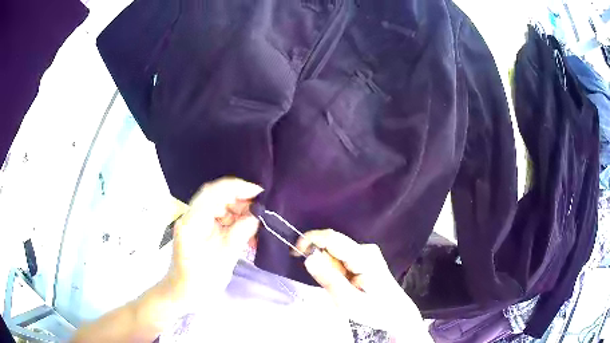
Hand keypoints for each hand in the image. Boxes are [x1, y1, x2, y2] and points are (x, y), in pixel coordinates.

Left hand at [164, 177, 262, 308]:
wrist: (182, 294)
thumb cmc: (200, 283)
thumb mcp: (224, 260)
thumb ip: (240, 234)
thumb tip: (257, 216)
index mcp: (192, 223)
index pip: (213, 193)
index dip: (237, 188)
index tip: (260, 193)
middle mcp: (191, 216)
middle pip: (216, 195)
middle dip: (241, 199)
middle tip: (262, 210)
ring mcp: (195, 221)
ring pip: (220, 204)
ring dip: (239, 210)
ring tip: (256, 222)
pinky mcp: (200, 228)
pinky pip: (219, 216)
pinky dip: (235, 220)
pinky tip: (247, 229)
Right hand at [296, 229, 427, 338]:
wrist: (397, 313)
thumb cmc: (374, 310)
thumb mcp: (347, 301)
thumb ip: (328, 279)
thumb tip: (308, 257)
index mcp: (364, 257)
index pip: (332, 238)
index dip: (310, 239)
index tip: (294, 252)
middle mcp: (366, 249)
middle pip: (333, 245)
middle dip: (321, 262)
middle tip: (327, 285)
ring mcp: (367, 252)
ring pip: (336, 253)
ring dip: (329, 268)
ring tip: (340, 288)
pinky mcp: (366, 257)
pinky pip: (342, 258)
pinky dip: (336, 270)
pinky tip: (346, 284)